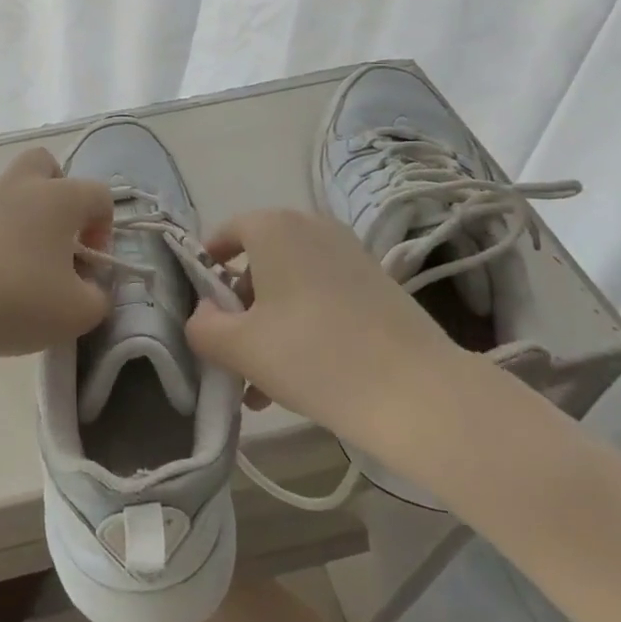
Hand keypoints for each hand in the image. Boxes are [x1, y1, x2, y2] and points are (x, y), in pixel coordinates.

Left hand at [0, 148, 114, 361]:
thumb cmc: (14, 301)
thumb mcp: (77, 314)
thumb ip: (98, 296)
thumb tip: (90, 285)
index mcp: (58, 199)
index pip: (99, 194)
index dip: (104, 228)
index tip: (89, 265)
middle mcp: (18, 186)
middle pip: (44, 165)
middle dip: (57, 193)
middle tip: (55, 238)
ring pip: (7, 193)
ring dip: (18, 219)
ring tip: (13, 269)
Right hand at [184, 208, 478, 460]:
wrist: (419, 394)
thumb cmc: (314, 356)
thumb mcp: (240, 347)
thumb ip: (203, 326)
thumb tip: (203, 313)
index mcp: (274, 227)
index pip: (225, 234)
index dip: (205, 270)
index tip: (201, 310)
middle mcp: (311, 226)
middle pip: (258, 263)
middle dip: (240, 310)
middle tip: (232, 355)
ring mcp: (349, 253)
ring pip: (290, 284)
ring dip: (269, 325)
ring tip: (262, 385)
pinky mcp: (377, 282)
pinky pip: (322, 295)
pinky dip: (303, 325)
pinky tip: (300, 378)